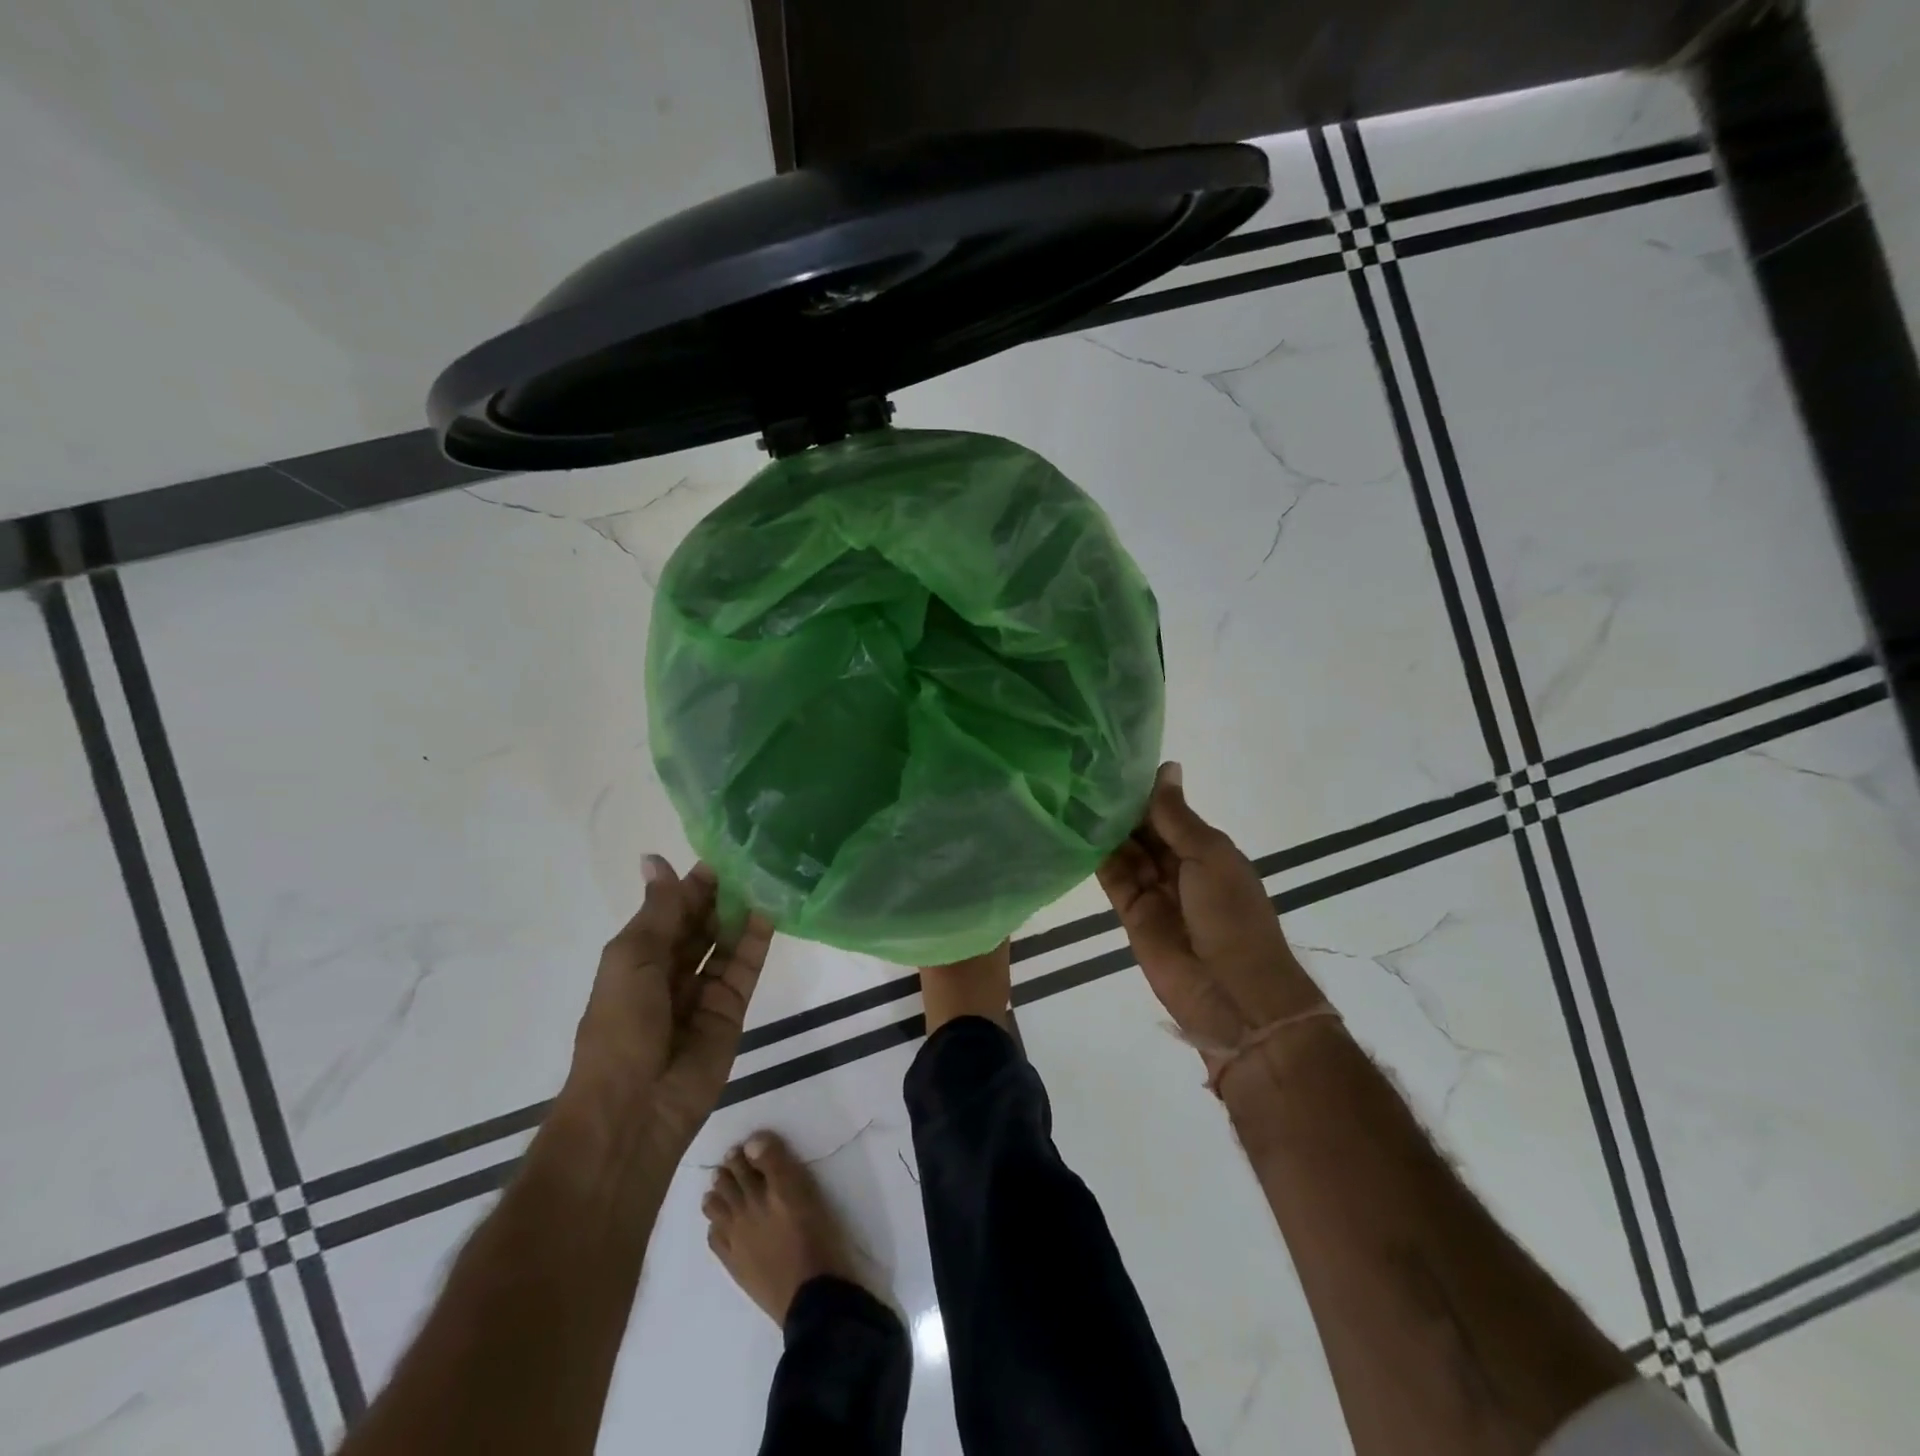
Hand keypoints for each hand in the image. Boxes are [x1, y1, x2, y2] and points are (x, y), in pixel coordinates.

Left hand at [565, 856, 772, 1157]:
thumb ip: (658, 909)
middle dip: (721, 894)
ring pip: (726, 942)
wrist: (636, 1107)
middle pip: (701, 924)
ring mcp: (704, 991)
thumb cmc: (620, 1025)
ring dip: (742, 912)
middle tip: (752, 858)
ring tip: (767, 875)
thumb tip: (655, 858)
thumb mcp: (632, 958)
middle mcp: (672, 971)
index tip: (721, 852)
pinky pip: (746, 967)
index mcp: (639, 957)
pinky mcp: (733, 1009)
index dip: (692, 884)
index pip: (671, 910)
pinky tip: (772, 910)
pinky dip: (757, 939)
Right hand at [1097, 764, 1324, 1077]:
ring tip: (1073, 793)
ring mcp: (1155, 891)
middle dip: (1122, 807)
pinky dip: (1097, 856)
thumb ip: (1176, 816)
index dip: (1146, 790)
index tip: (1114, 761)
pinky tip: (1075, 829)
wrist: (1232, 992)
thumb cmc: (1231, 914)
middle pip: (1145, 830)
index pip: (1170, 812)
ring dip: (1106, 828)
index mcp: (1207, 850)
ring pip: (1126, 851)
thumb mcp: (1210, 855)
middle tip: (1084, 773)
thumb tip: (1166, 767)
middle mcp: (1180, 867)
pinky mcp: (1131, 915)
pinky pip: (1112, 878)